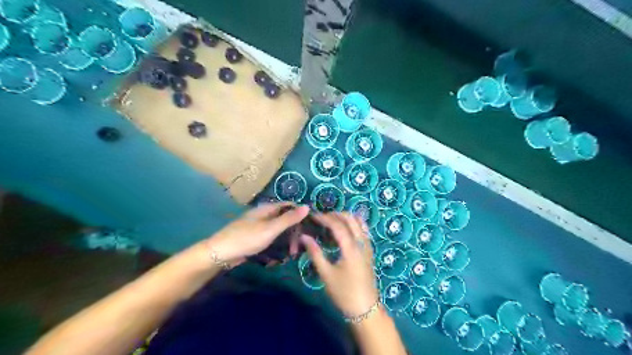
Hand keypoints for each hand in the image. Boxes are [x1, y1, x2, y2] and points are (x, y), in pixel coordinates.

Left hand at [205, 203, 308, 265]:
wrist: (220, 253)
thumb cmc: (246, 238)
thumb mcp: (270, 229)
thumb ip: (289, 219)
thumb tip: (307, 206)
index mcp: (267, 209)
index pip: (289, 205)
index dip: (301, 212)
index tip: (312, 223)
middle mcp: (263, 215)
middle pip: (284, 219)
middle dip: (294, 231)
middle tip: (300, 245)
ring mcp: (258, 227)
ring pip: (278, 231)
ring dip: (286, 241)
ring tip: (292, 254)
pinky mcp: (254, 238)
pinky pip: (270, 239)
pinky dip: (277, 246)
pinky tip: (280, 257)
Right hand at [302, 212, 378, 317]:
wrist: (365, 308)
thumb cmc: (344, 292)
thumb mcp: (326, 274)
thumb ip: (315, 253)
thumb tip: (304, 236)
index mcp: (351, 248)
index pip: (338, 225)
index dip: (325, 218)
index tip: (313, 216)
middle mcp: (361, 243)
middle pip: (350, 219)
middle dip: (335, 214)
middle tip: (321, 218)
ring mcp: (367, 246)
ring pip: (359, 222)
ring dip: (345, 217)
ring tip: (331, 221)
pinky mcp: (369, 250)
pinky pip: (363, 229)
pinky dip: (354, 223)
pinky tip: (345, 228)